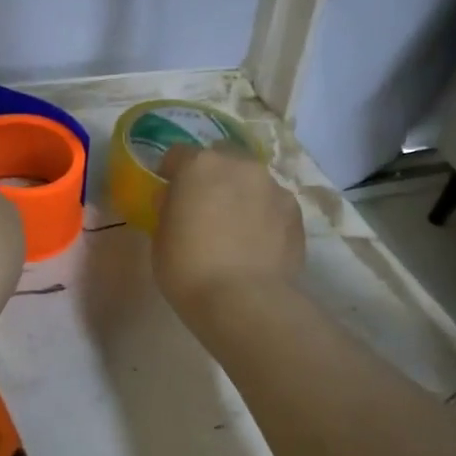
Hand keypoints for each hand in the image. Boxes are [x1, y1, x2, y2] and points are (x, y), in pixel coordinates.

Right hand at [153, 146, 304, 317]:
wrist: (244, 300)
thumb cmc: (188, 268)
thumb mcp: (160, 237)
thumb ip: (168, 208)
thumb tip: (175, 199)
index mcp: (199, 166)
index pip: (178, 154)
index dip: (170, 172)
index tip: (168, 191)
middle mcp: (239, 165)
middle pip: (221, 158)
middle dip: (211, 176)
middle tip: (204, 207)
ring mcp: (272, 186)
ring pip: (250, 180)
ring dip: (240, 194)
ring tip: (235, 228)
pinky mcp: (296, 212)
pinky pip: (272, 204)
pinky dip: (263, 215)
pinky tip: (256, 242)